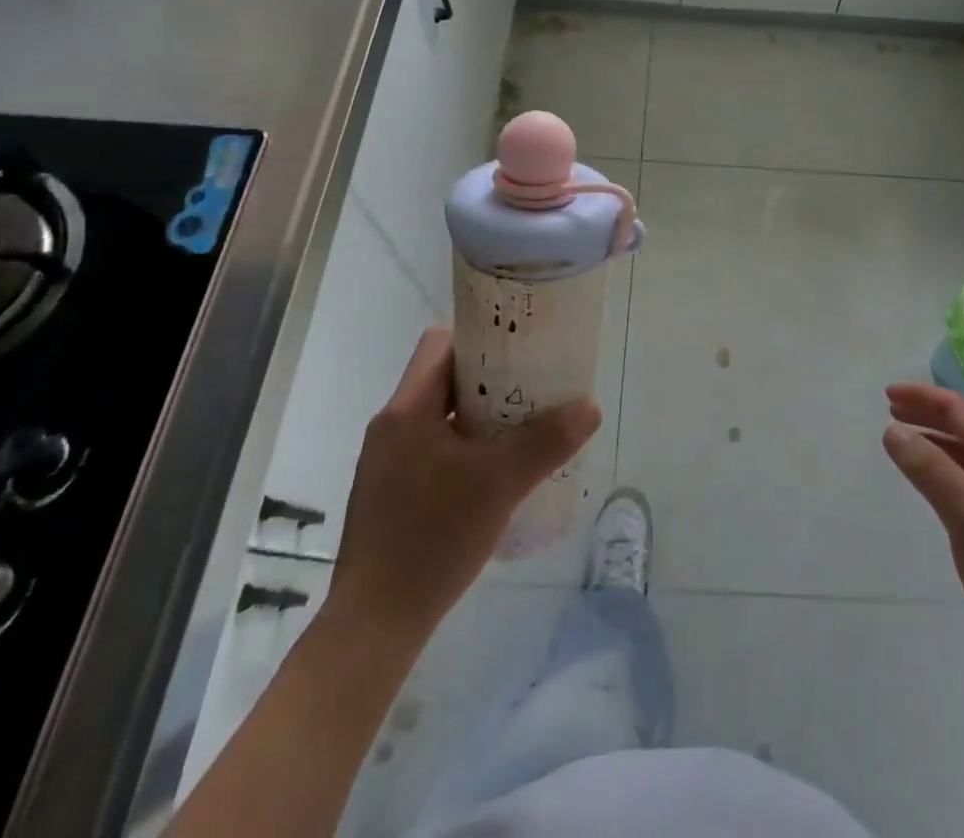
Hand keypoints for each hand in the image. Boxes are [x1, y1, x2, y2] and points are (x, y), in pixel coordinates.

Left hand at [324, 327, 600, 641]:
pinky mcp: (389, 493)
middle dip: (490, 378)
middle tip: (533, 386)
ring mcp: (387, 462)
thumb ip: (546, 442)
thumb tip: (590, 406)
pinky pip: (433, 447)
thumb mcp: (500, 485)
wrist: (373, 626)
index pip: (442, 343)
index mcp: (406, 409)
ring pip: (440, 415)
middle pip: (444, 377)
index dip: (482, 337)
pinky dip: (465, 445)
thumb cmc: (432, 539)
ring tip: (522, 426)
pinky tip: (494, 472)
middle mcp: (391, 426)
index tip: (522, 347)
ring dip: (479, 414)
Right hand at [883, 383, 963, 655]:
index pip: (962, 411)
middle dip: (927, 412)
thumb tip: (893, 430)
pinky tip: (928, 481)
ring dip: (933, 437)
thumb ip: (930, 469)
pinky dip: (941, 466)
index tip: (887, 395)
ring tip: (902, 438)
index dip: (924, 397)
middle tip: (890, 409)